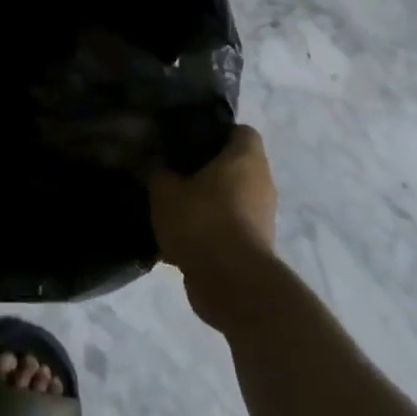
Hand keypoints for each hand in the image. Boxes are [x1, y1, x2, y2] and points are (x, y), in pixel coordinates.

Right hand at [149, 125, 278, 330]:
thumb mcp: (165, 190)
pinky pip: (228, 230)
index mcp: (246, 158)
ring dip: (207, 204)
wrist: (232, 284)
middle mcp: (261, 183)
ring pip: (230, 200)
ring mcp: (262, 218)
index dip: (217, 132)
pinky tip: (178, 242)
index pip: (240, 131)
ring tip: (173, 209)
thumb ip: (157, 172)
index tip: (189, 141)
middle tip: (174, 173)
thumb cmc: (202, 220)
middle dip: (206, 171)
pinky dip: (208, 233)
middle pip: (234, 167)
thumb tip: (155, 164)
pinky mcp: (255, 249)